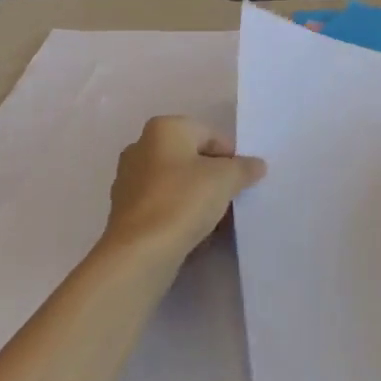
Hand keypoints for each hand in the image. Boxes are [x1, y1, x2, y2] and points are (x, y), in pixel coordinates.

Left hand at [103, 116, 264, 263]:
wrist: (140, 252)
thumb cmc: (183, 201)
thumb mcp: (226, 179)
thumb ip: (244, 168)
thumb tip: (256, 165)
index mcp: (164, 128)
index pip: (210, 135)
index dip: (231, 158)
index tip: (242, 182)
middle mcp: (141, 147)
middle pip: (191, 158)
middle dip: (212, 178)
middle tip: (230, 200)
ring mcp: (129, 179)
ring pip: (176, 183)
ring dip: (196, 198)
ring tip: (214, 221)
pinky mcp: (124, 210)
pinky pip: (162, 206)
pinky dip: (178, 215)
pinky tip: (193, 234)